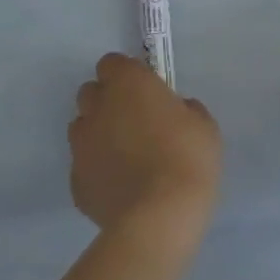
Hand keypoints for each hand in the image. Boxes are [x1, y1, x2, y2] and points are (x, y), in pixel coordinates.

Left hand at [68, 53, 222, 251]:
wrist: (159, 217)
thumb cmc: (187, 158)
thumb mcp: (204, 125)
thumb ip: (184, 109)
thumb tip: (176, 111)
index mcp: (127, 84)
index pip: (112, 63)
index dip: (126, 75)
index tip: (145, 91)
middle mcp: (97, 107)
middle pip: (91, 92)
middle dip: (108, 101)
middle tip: (135, 121)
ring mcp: (81, 145)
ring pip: (82, 128)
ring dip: (99, 134)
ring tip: (126, 156)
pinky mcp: (76, 181)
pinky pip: (84, 166)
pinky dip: (98, 170)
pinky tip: (121, 186)